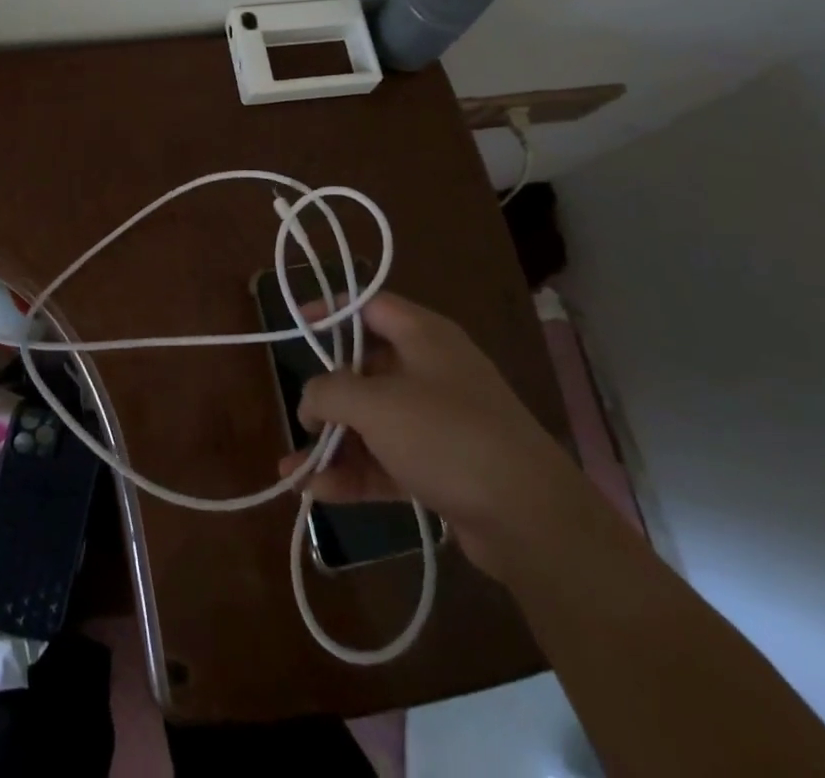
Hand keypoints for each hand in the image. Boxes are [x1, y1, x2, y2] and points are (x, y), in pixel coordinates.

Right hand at [277, 293, 588, 577]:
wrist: (531, 519)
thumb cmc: (447, 436)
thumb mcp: (375, 404)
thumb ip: (330, 392)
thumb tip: (309, 400)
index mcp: (424, 336)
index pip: (370, 306)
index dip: (332, 310)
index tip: (297, 324)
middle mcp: (433, 370)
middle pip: (368, 370)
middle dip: (328, 396)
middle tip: (300, 417)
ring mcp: (440, 421)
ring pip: (375, 421)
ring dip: (335, 444)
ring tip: (292, 472)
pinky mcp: (445, 467)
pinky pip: (389, 460)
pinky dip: (356, 473)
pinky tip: (318, 492)